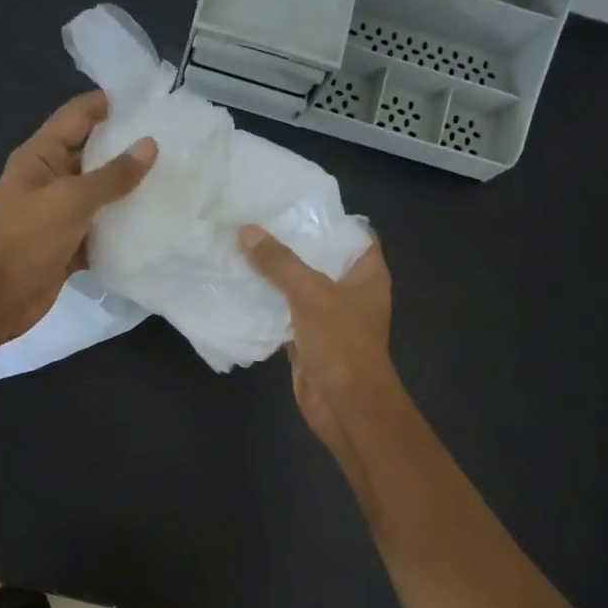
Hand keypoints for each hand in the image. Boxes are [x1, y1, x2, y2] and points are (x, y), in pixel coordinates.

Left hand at [0, 91, 155, 342]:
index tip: (151, 103)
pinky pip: (99, 229)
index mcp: (41, 156)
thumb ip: (112, 175)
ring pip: (99, 195)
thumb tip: (149, 146)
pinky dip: (120, 229)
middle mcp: (49, 179)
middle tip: (173, 145)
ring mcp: (58, 214)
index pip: (77, 116)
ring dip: (128, 192)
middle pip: (92, 154)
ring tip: (172, 181)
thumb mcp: (71, 200)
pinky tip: (152, 225)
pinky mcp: (68, 244)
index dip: (109, 105)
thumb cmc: (28, 239)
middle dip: (127, 150)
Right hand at [240, 225, 397, 459]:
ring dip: (275, 276)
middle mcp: (351, 292)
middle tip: (256, 222)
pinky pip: (286, 315)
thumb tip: (247, 230)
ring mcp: (330, 318)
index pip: (353, 234)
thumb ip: (279, 262)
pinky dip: (267, 306)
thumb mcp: (309, 293)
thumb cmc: (341, 342)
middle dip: (292, 244)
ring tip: (241, 249)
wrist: (345, 404)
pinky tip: (240, 290)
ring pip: (300, 288)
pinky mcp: (309, 340)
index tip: (294, 203)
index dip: (328, 218)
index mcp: (367, 274)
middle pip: (321, 259)